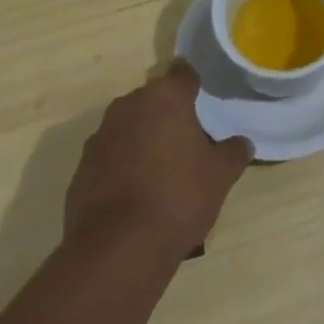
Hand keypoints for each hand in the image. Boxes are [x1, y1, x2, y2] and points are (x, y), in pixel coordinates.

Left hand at [63, 62, 253, 266]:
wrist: (116, 250)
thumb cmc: (178, 197)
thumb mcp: (220, 176)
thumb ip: (233, 152)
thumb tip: (242, 144)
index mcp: (165, 97)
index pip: (183, 73)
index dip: (194, 84)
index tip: (203, 98)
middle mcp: (129, 106)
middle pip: (154, 100)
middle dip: (168, 116)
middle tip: (188, 142)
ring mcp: (100, 137)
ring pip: (130, 128)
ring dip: (144, 141)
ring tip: (162, 173)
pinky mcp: (81, 169)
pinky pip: (110, 157)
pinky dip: (123, 167)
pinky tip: (136, 196)